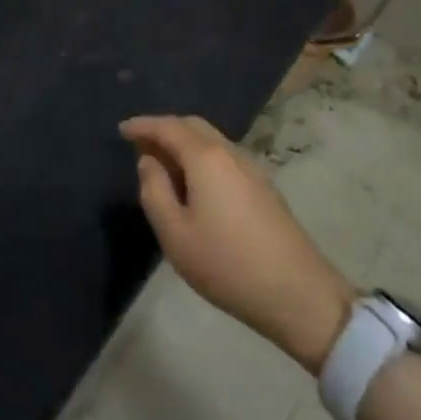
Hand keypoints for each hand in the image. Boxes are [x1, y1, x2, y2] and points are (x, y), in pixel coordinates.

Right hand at [121, 114, 356, 373]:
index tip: (122, 130)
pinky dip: (201, 157)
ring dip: (184, 144)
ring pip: (211, 140)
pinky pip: (224, 157)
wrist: (298, 294)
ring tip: (164, 166)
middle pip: (192, 125)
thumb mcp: (174, 234)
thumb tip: (148, 162)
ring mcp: (251, 168)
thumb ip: (154, 191)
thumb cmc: (227, 264)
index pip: (168, 127)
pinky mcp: (264, 187)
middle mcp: (229, 153)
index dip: (143, 125)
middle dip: (164, 129)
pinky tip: (195, 184)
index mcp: (205, 157)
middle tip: (141, 146)